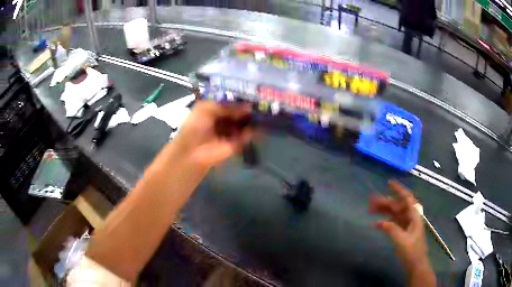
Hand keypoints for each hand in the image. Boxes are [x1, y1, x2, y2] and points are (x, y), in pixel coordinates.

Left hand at [173, 101, 254, 167]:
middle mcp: (221, 122)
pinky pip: (245, 136)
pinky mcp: (235, 145)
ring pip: (243, 124)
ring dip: (251, 119)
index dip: (238, 101)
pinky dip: (252, 131)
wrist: (193, 150)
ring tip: (264, 112)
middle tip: (260, 104)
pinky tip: (261, 124)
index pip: (228, 105)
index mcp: (212, 112)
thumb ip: (227, 106)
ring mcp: (228, 134)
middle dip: (247, 110)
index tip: (252, 96)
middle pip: (237, 114)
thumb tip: (247, 106)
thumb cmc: (196, 125)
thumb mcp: (207, 108)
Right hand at [369, 180, 432, 277]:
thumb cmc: (412, 252)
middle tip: (371, 200)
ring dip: (384, 210)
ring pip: (395, 213)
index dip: (399, 190)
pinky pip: (393, 222)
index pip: (407, 198)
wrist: (416, 265)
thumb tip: (380, 222)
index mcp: (414, 216)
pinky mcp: (403, 232)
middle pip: (398, 205)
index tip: (388, 183)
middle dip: (386, 201)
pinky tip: (377, 223)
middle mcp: (411, 217)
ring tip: (371, 209)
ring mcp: (407, 225)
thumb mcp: (402, 241)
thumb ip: (392, 230)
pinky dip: (386, 221)